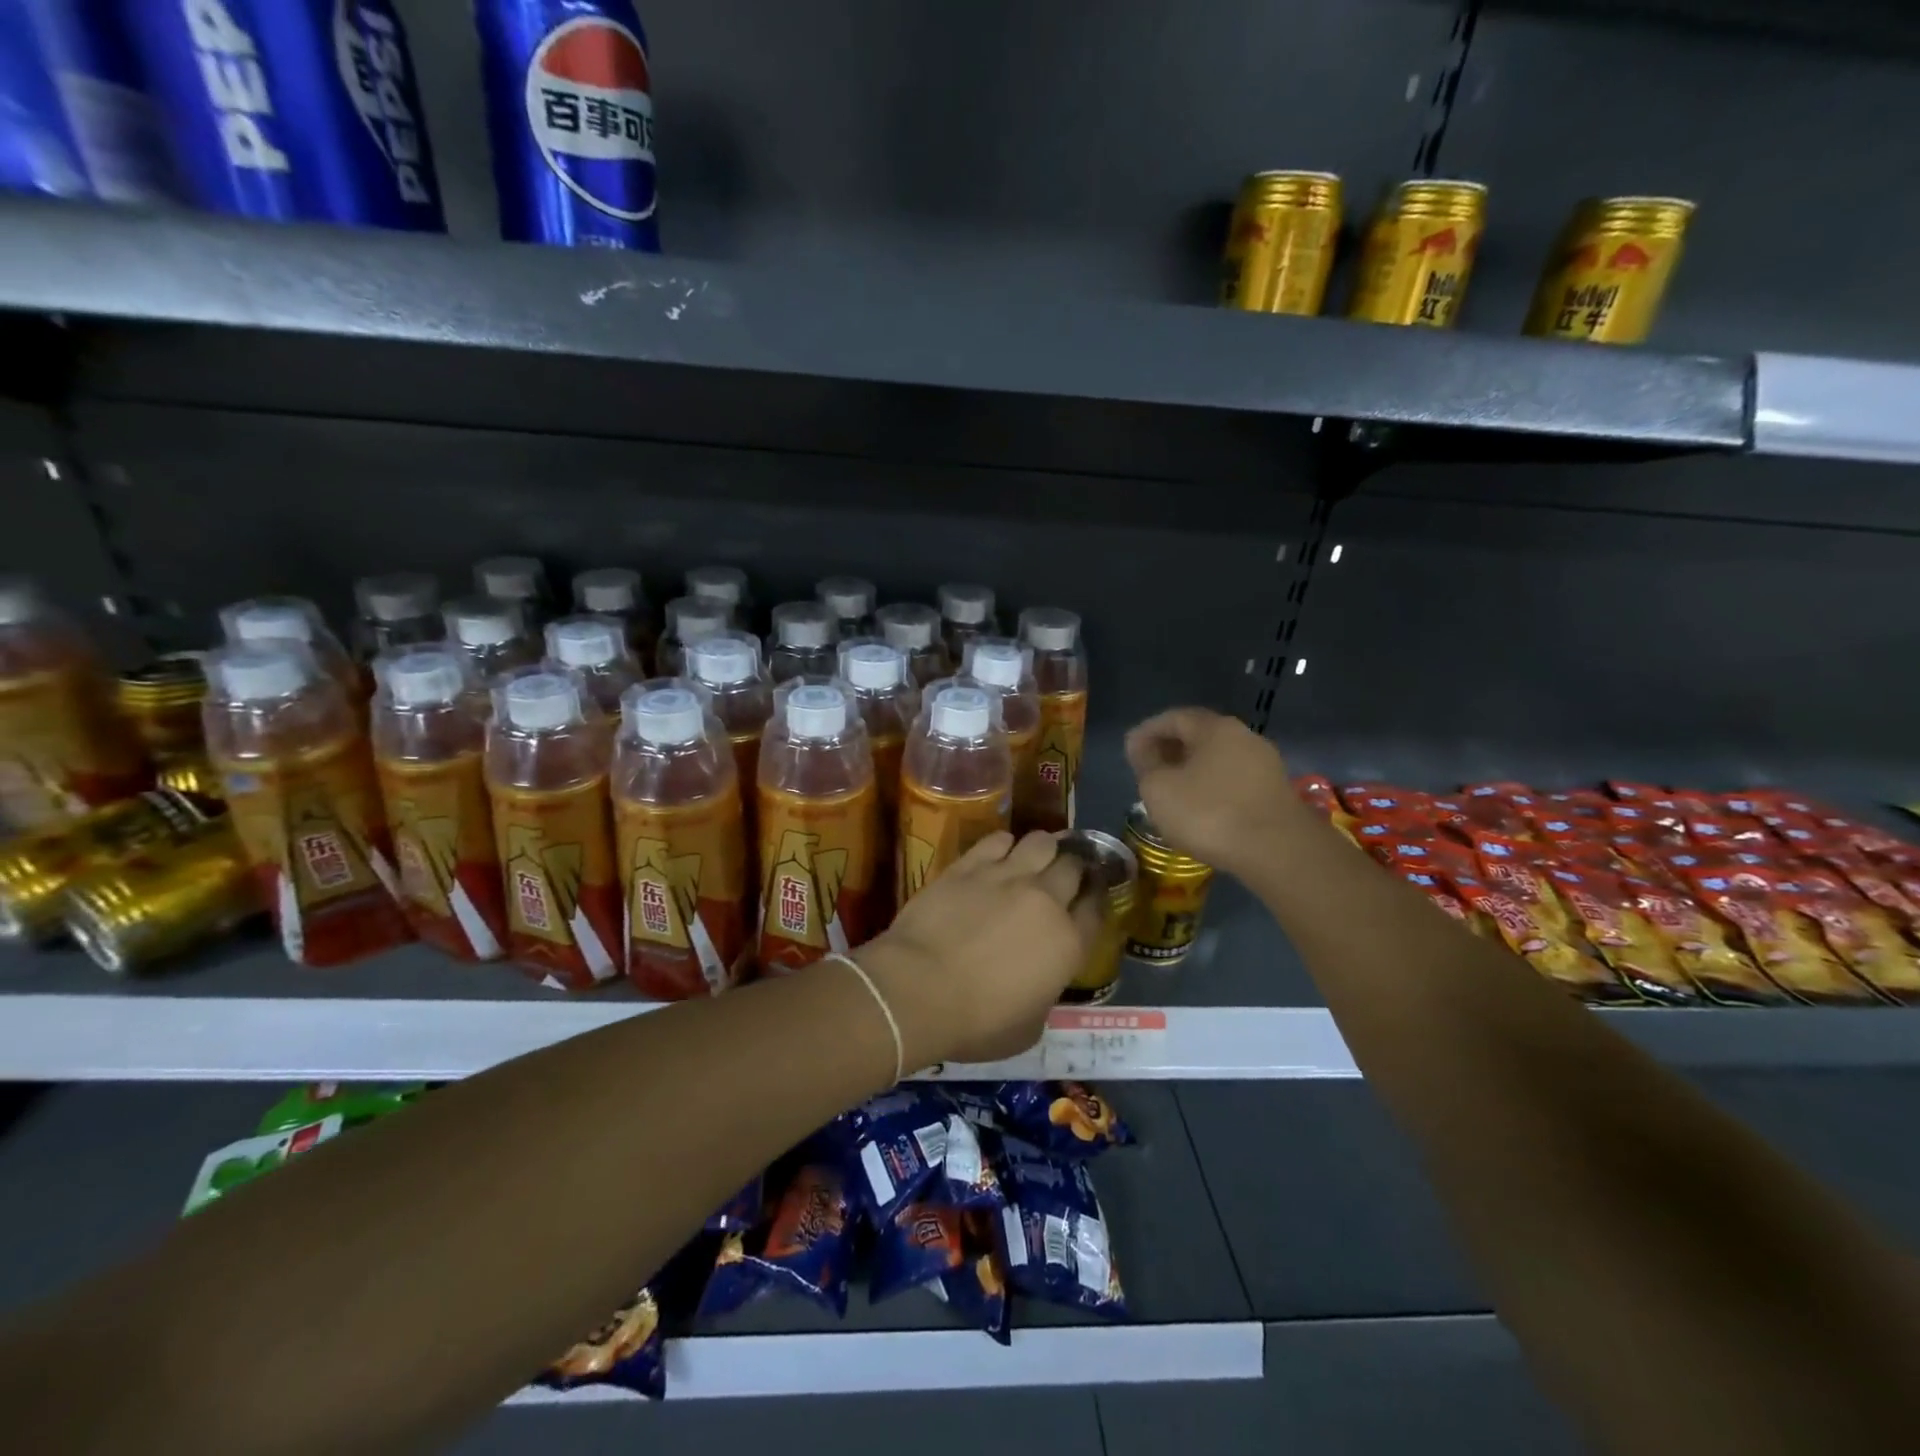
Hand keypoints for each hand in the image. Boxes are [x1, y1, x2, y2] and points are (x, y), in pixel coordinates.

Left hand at [856, 831, 1097, 1069]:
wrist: (919, 989)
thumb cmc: (976, 1022)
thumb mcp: (1029, 1028)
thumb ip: (1045, 995)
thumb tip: (1040, 981)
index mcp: (1068, 943)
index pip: (1096, 908)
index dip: (1096, 899)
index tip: (1089, 897)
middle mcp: (1045, 900)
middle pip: (1073, 866)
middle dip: (1074, 868)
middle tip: (1064, 876)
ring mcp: (1007, 876)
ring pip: (1041, 841)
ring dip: (1045, 848)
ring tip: (1036, 857)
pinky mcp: (970, 865)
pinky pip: (998, 839)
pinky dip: (1004, 844)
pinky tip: (999, 853)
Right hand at [1125, 707, 1300, 876]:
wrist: (1278, 851)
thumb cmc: (1210, 813)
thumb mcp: (1159, 789)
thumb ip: (1146, 764)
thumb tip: (1143, 749)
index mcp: (1215, 728)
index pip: (1174, 717)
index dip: (1147, 731)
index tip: (1129, 751)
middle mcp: (1244, 737)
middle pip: (1199, 736)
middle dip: (1170, 749)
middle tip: (1148, 769)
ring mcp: (1265, 765)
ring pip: (1218, 759)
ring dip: (1192, 770)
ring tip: (1172, 792)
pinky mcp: (1275, 793)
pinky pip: (1234, 781)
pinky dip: (1212, 787)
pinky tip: (1201, 808)